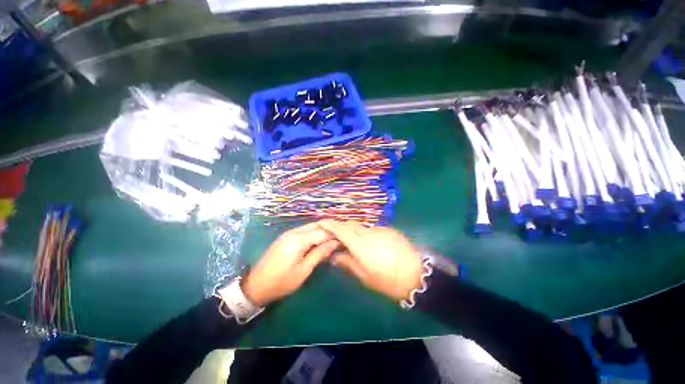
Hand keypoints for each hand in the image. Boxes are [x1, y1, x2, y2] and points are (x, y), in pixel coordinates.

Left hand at [241, 223, 339, 305]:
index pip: (322, 232)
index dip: (335, 234)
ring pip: (311, 226)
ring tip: (334, 239)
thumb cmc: (281, 282)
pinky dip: (314, 233)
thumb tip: (335, 243)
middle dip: (330, 230)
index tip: (346, 239)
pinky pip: (304, 230)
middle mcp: (293, 232)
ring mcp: (289, 233)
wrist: (255, 286)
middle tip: (341, 238)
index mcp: (298, 240)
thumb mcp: (303, 271)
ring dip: (322, 231)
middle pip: (317, 225)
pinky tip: (320, 240)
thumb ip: (319, 254)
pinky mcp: (286, 236)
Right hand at [317, 220, 422, 301]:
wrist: (417, 275)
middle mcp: (369, 232)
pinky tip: (370, 245)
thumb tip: (335, 256)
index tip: (320, 223)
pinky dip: (366, 234)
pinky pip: (372, 229)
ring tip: (354, 245)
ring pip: (361, 227)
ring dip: (354, 232)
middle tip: (335, 238)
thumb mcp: (365, 276)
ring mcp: (380, 229)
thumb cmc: (388, 281)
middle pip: (350, 225)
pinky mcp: (389, 230)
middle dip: (340, 228)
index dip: (329, 224)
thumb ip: (348, 263)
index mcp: (361, 244)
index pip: (341, 229)